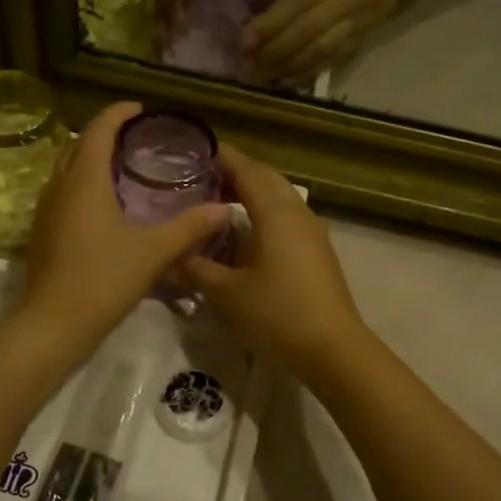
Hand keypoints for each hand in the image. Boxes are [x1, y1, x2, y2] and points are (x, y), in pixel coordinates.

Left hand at [19, 102, 230, 351]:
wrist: (53, 324)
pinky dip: (84, 185)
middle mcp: (59, 186)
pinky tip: (107, 207)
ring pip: (68, 170)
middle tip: (138, 140)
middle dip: (106, 135)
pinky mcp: (43, 232)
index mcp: (84, 180)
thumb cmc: (103, 279)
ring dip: (92, 160)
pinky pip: (64, 193)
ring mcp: (46, 210)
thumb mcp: (153, 252)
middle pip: (79, 145)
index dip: (119, 113)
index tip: (143, 110)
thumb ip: (189, 227)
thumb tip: (224, 209)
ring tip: (126, 169)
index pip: (99, 129)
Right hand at [179, 147, 366, 377]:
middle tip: (200, 177)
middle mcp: (297, 213)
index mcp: (275, 213)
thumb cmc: (276, 313)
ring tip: (218, 201)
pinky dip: (263, 213)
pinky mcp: (317, 253)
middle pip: (266, 179)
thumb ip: (194, 269)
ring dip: (251, 193)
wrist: (332, 349)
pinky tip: (244, 233)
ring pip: (279, 198)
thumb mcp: (225, 293)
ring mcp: (312, 233)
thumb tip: (168, 257)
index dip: (221, 157)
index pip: (246, 170)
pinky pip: (286, 218)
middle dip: (235, 172)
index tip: (194, 151)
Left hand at [243, 0, 422, 82]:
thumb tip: (267, 8)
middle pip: (304, 33)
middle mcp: (346, 0)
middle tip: (247, 66)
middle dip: (273, 53)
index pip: (295, 4)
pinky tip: (289, 80)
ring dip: (288, 68)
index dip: (268, 26)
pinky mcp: (366, 36)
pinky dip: (309, 72)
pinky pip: (334, 58)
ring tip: (263, 78)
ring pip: (318, 51)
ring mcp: (358, 22)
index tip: (242, 42)